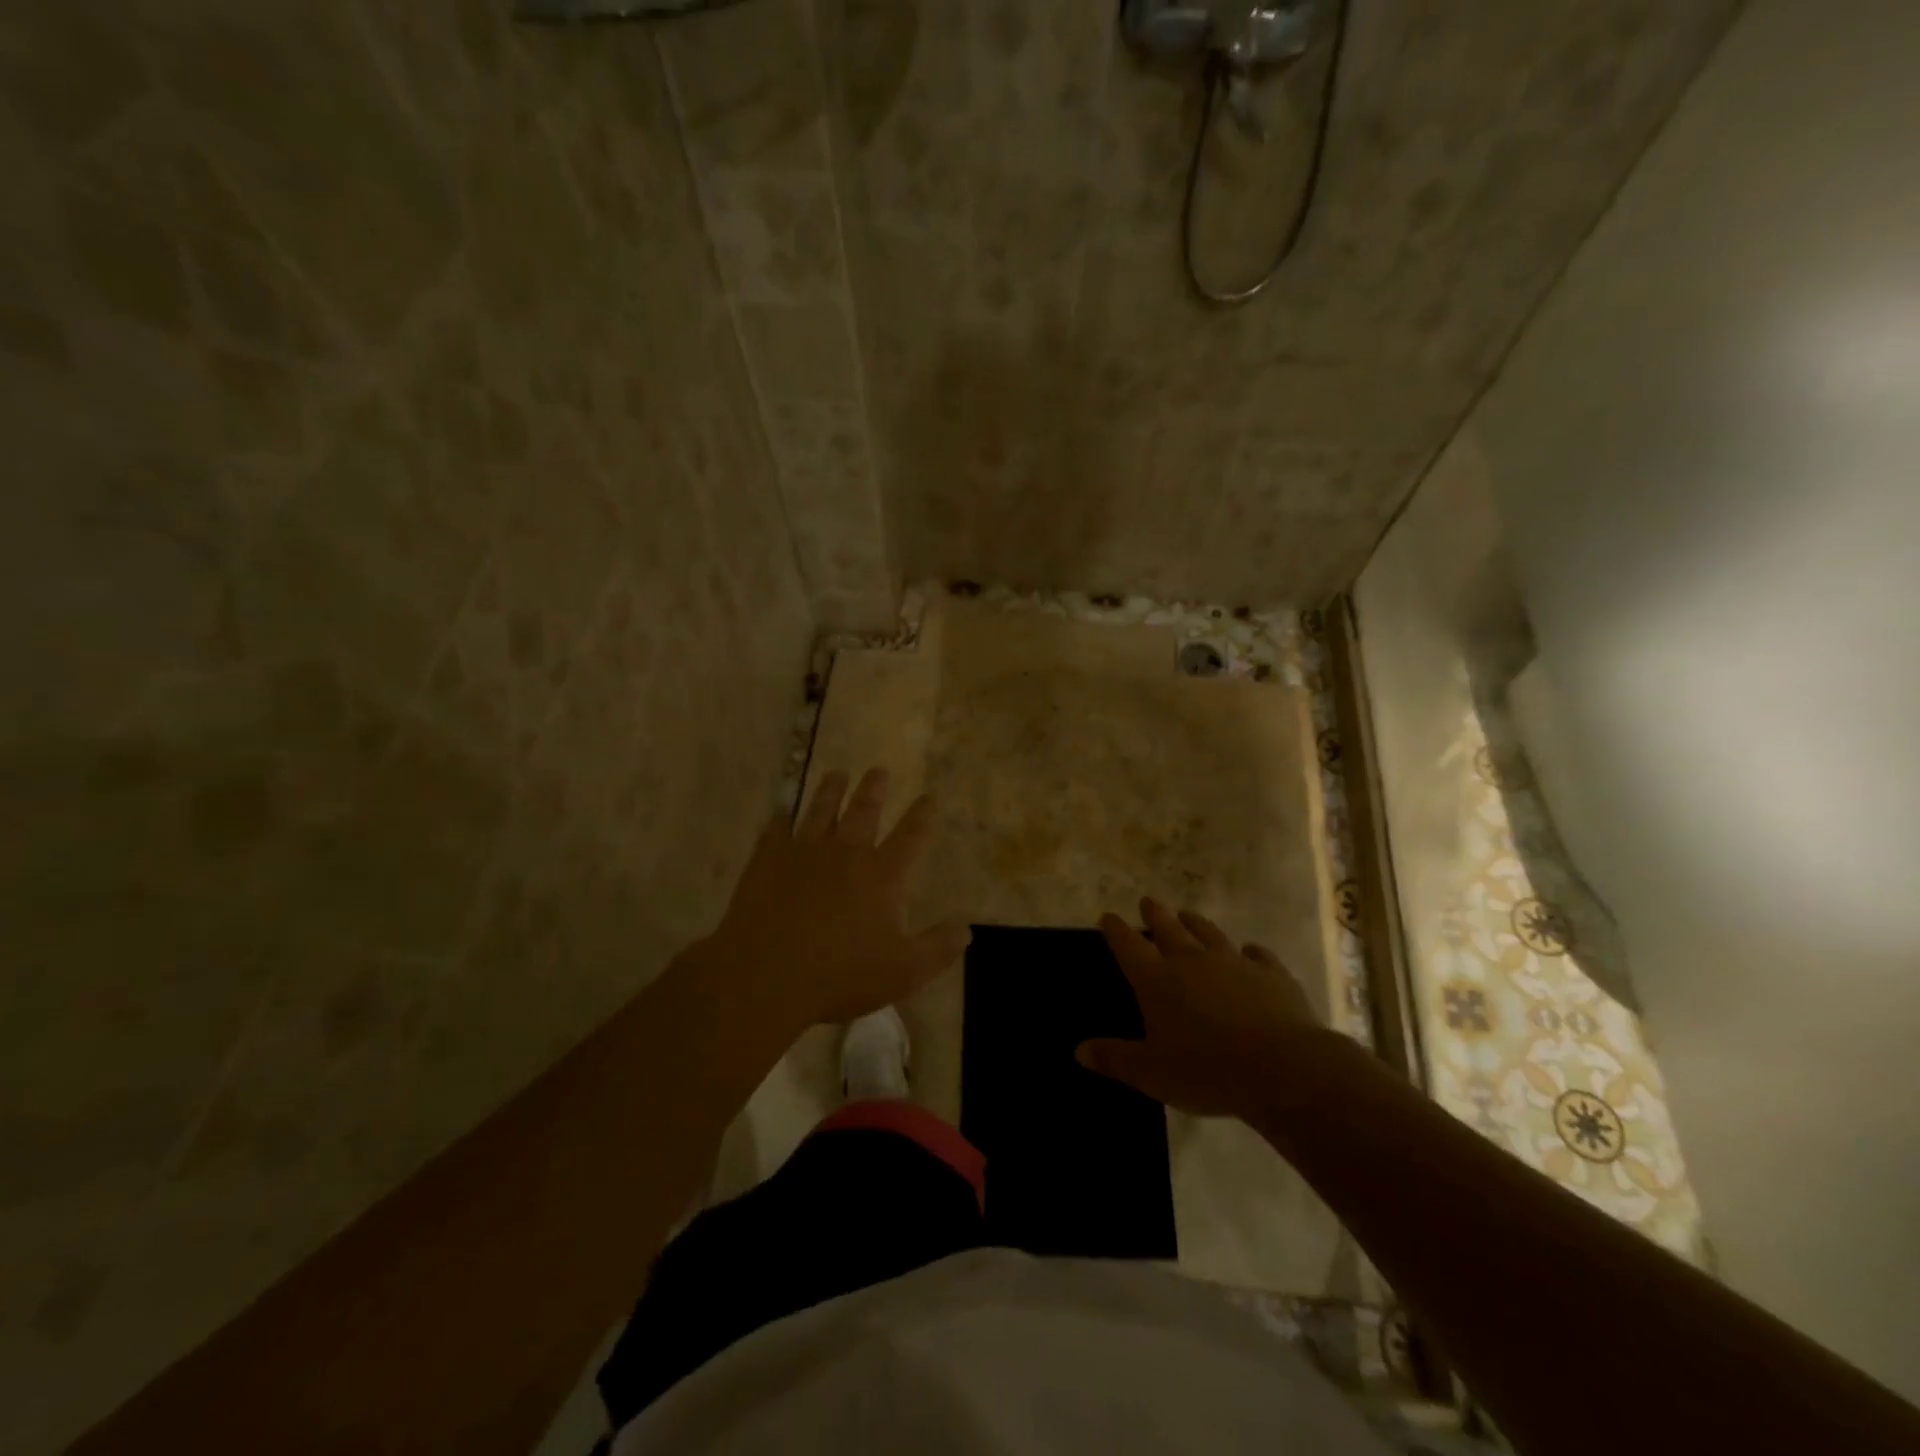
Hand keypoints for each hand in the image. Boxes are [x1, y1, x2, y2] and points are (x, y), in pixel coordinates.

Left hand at [708, 768, 969, 1027]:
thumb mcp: (903, 972)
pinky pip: (776, 829)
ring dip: (830, 790)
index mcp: (882, 876)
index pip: (910, 837)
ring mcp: (804, 853)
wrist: (767, 974)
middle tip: (878, 769)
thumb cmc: (841, 975)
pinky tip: (781, 810)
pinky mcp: (768, 860)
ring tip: (837, 773)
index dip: (922, 816)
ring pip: (820, 810)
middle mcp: (846, 853)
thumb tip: (966, 927)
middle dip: (874, 788)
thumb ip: (938, 948)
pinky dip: (781, 817)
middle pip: (863, 811)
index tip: (929, 797)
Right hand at [1077, 899, 1327, 1119]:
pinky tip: (1251, 951)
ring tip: (1187, 915)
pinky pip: (1258, 954)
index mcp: (1157, 979)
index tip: (1107, 917)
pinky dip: (1250, 951)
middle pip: (1168, 928)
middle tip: (1147, 902)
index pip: (1128, 945)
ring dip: (1195, 922)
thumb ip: (1115, 1059)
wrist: (1283, 1068)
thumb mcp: (1151, 1073)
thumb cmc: (1207, 1071)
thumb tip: (1079, 1050)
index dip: (1115, 929)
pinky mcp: (1271, 973)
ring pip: (1209, 933)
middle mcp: (1191, 960)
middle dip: (1154, 914)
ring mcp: (1234, 962)